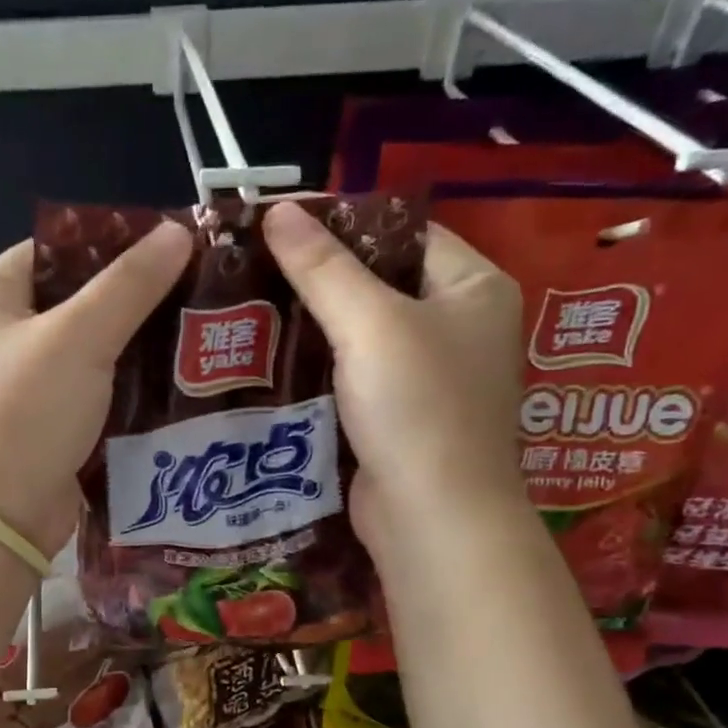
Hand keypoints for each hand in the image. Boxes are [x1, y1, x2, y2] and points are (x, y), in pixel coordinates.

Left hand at [0, 221, 192, 557]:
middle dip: (134, 298)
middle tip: (196, 291)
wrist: (2, 516)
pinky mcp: (47, 424)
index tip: (172, 247)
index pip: (56, 250)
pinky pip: (94, 390)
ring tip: (198, 332)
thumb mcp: (80, 338)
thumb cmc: (27, 413)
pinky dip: (128, 385)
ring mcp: (23, 385)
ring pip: (91, 349)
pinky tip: (175, 380)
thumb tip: (179, 232)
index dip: (113, 243)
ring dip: (137, 345)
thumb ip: (130, 284)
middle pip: (77, 299)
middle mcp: (0, 337)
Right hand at [262, 199, 524, 551]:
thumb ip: (322, 268)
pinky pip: (355, 379)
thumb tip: (277, 210)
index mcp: (474, 289)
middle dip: (322, 280)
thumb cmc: (417, 407)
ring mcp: (431, 379)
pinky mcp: (400, 420)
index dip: (346, 225)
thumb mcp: (370, 324)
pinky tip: (273, 363)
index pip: (405, 234)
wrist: (430, 517)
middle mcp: (461, 328)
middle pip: (382, 285)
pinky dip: (320, 370)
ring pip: (363, 336)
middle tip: (257, 269)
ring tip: (253, 310)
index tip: (281, 227)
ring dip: (314, 328)